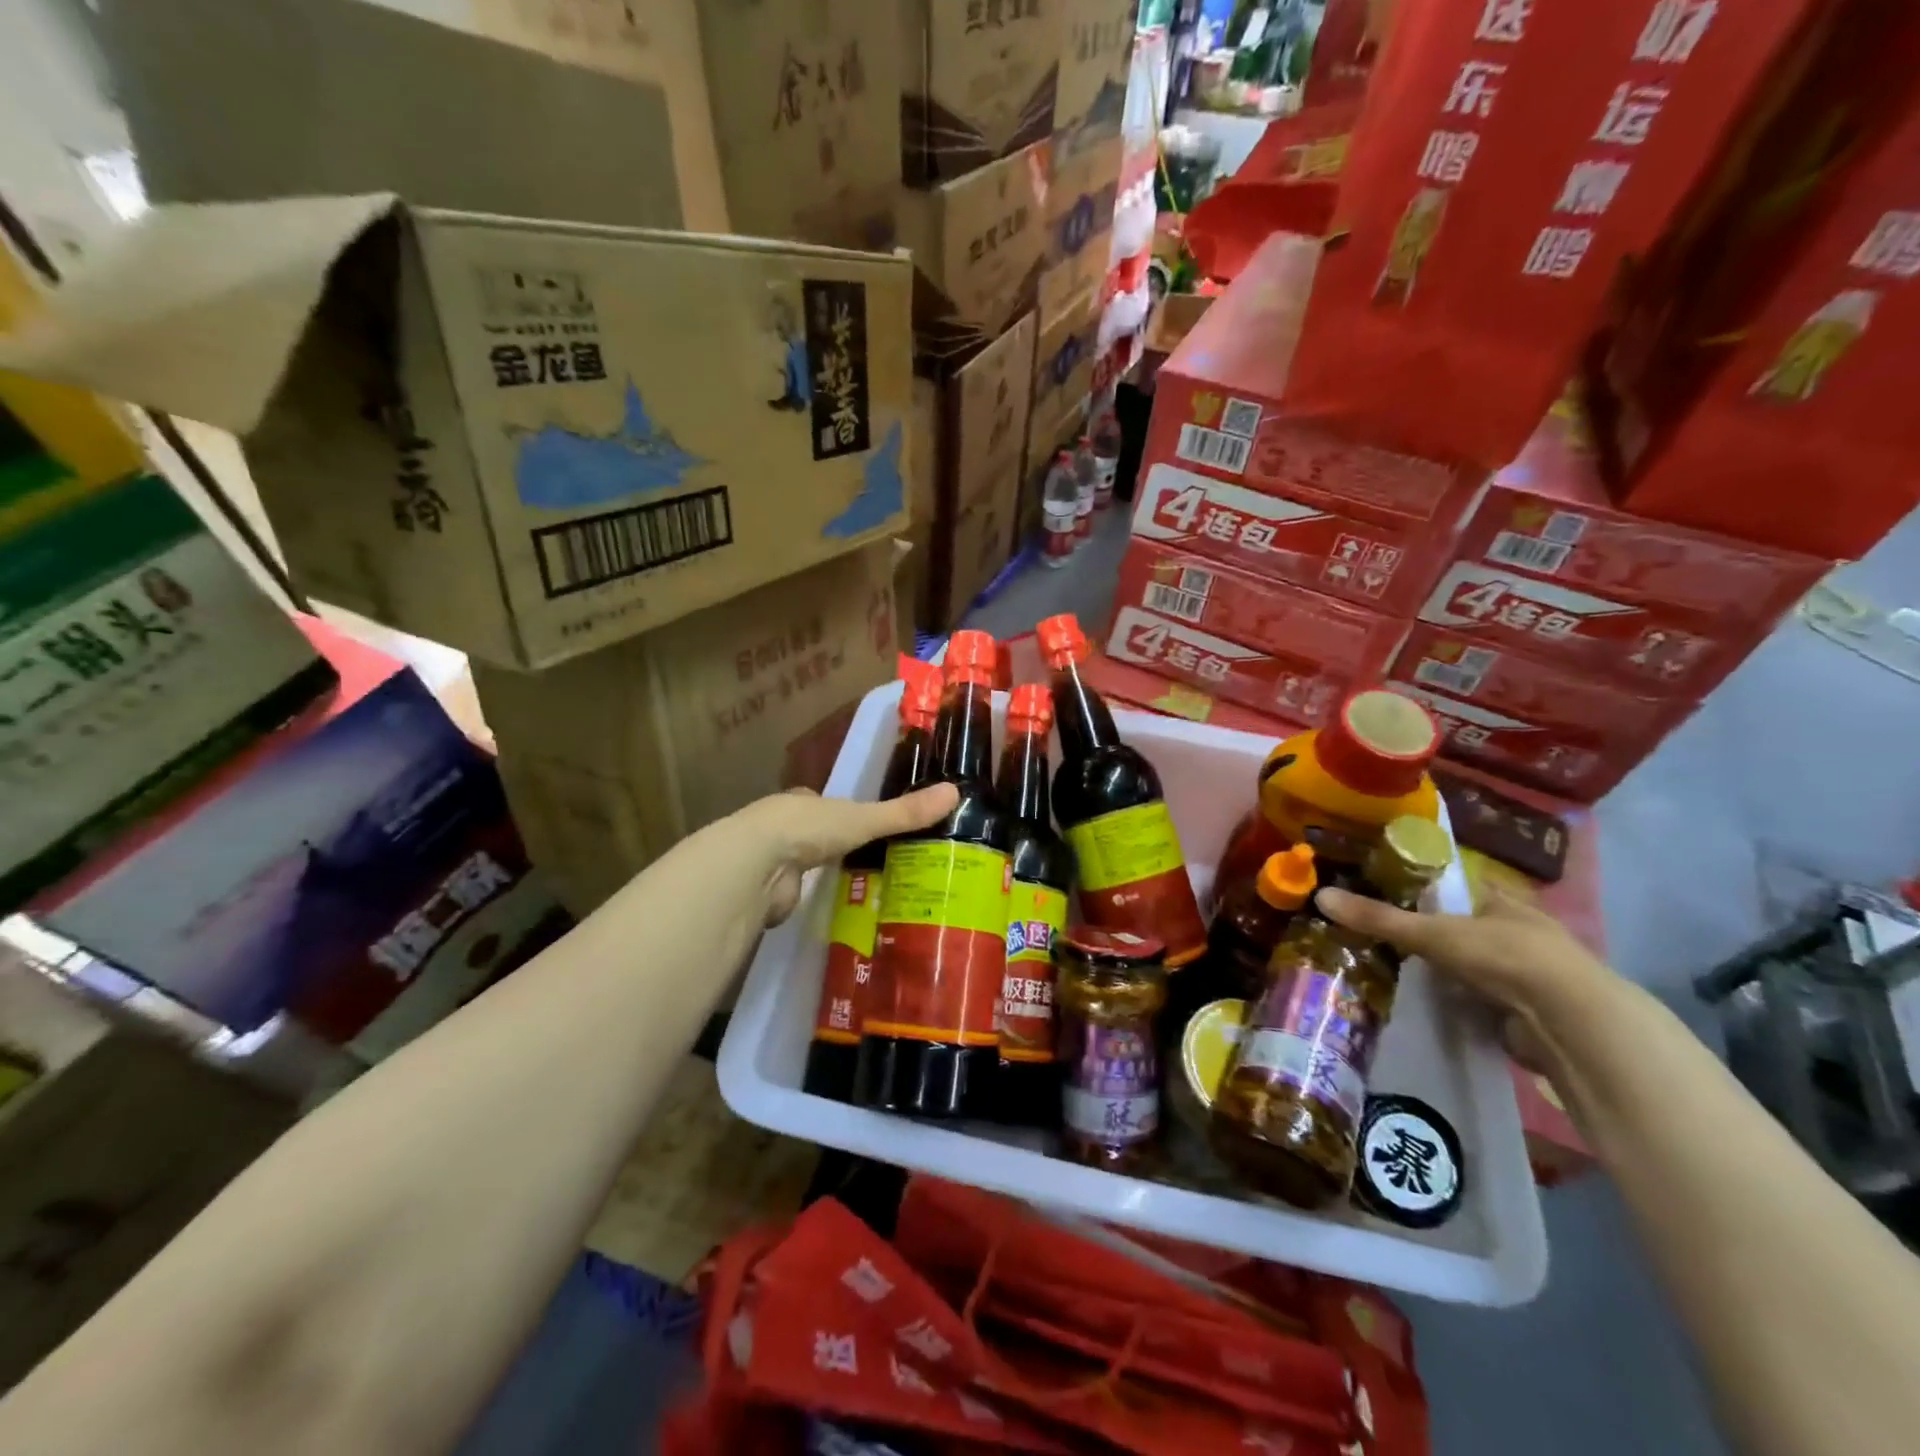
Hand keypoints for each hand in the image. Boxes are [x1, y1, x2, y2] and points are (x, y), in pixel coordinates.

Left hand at [725, 783, 960, 924]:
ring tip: (861, 890)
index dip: (842, 813)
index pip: (822, 803)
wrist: (756, 865)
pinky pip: (798, 895)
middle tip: (870, 862)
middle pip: (813, 835)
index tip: (864, 825)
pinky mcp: (769, 894)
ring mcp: (772, 861)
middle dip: (833, 847)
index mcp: (801, 802)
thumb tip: (955, 792)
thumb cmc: (808, 828)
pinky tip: (832, 911)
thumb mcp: (864, 818)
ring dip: (822, 876)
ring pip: (803, 866)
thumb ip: (904, 813)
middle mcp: (783, 827)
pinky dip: (812, 901)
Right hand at [1315, 882, 1619, 1063]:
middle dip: (1437, 934)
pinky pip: (1488, 999)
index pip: (1461, 888)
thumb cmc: (1504, 956)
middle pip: (1469, 926)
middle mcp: (1522, 931)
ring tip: (1403, 974)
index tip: (1394, 895)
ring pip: (1480, 965)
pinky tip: (1438, 1006)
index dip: (1430, 889)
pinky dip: (1467, 1003)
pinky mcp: (1533, 1010)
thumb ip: (1378, 918)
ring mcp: (1531, 973)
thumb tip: (1321, 896)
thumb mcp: (1431, 933)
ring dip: (1452, 972)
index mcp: (1503, 901)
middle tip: (1390, 939)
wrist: (1571, 1022)